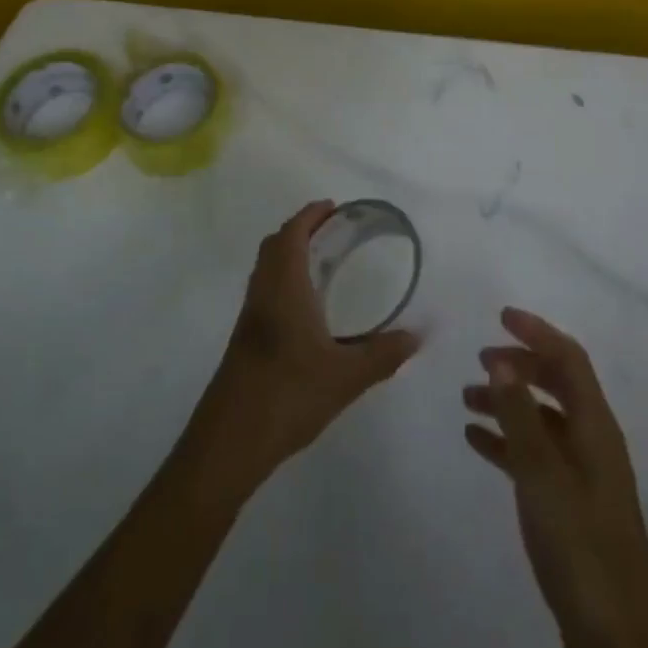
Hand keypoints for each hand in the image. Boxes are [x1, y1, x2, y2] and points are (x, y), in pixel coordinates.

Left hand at [184, 201, 419, 497]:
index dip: (310, 215)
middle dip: (302, 229)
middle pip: (276, 244)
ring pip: (267, 268)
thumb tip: (418, 336)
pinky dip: (284, 280)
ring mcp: (250, 316)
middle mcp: (263, 292)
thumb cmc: (288, 394)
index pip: (292, 233)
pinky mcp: (244, 338)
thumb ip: (384, 354)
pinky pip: (265, 290)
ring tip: (323, 263)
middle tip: (333, 231)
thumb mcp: (346, 376)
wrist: (230, 440)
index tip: (334, 208)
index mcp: (284, 287)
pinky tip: (306, 308)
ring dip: (290, 254)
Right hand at [464, 309, 647, 647]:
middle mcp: (593, 442)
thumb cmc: (581, 546)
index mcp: (596, 427)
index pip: (570, 359)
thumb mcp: (543, 476)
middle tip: (480, 359)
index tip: (501, 316)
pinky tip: (476, 441)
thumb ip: (520, 416)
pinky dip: (507, 441)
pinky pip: (534, 456)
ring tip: (467, 400)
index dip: (538, 332)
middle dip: (521, 365)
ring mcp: (583, 476)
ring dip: (508, 403)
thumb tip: (501, 360)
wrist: (615, 640)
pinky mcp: (570, 506)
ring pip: (542, 420)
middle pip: (557, 384)